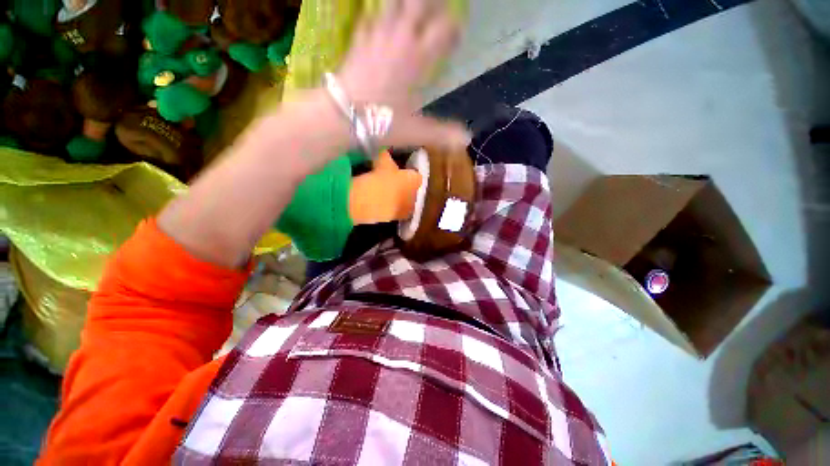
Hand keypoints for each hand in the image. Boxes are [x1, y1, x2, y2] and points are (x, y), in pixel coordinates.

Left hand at [336, 0, 470, 148]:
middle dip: (431, 3)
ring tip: (412, 10)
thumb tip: (467, 139)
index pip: (443, 31)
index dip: (453, 30)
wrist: (341, 117)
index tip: (456, 36)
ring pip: (392, 4)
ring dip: (404, 3)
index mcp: (417, 59)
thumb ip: (442, 134)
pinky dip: (378, 15)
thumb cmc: (380, 123)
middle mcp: (399, 41)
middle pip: (418, 4)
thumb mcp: (415, 132)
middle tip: (437, 10)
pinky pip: (369, 18)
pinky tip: (379, 18)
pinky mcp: (359, 43)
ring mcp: (377, 38)